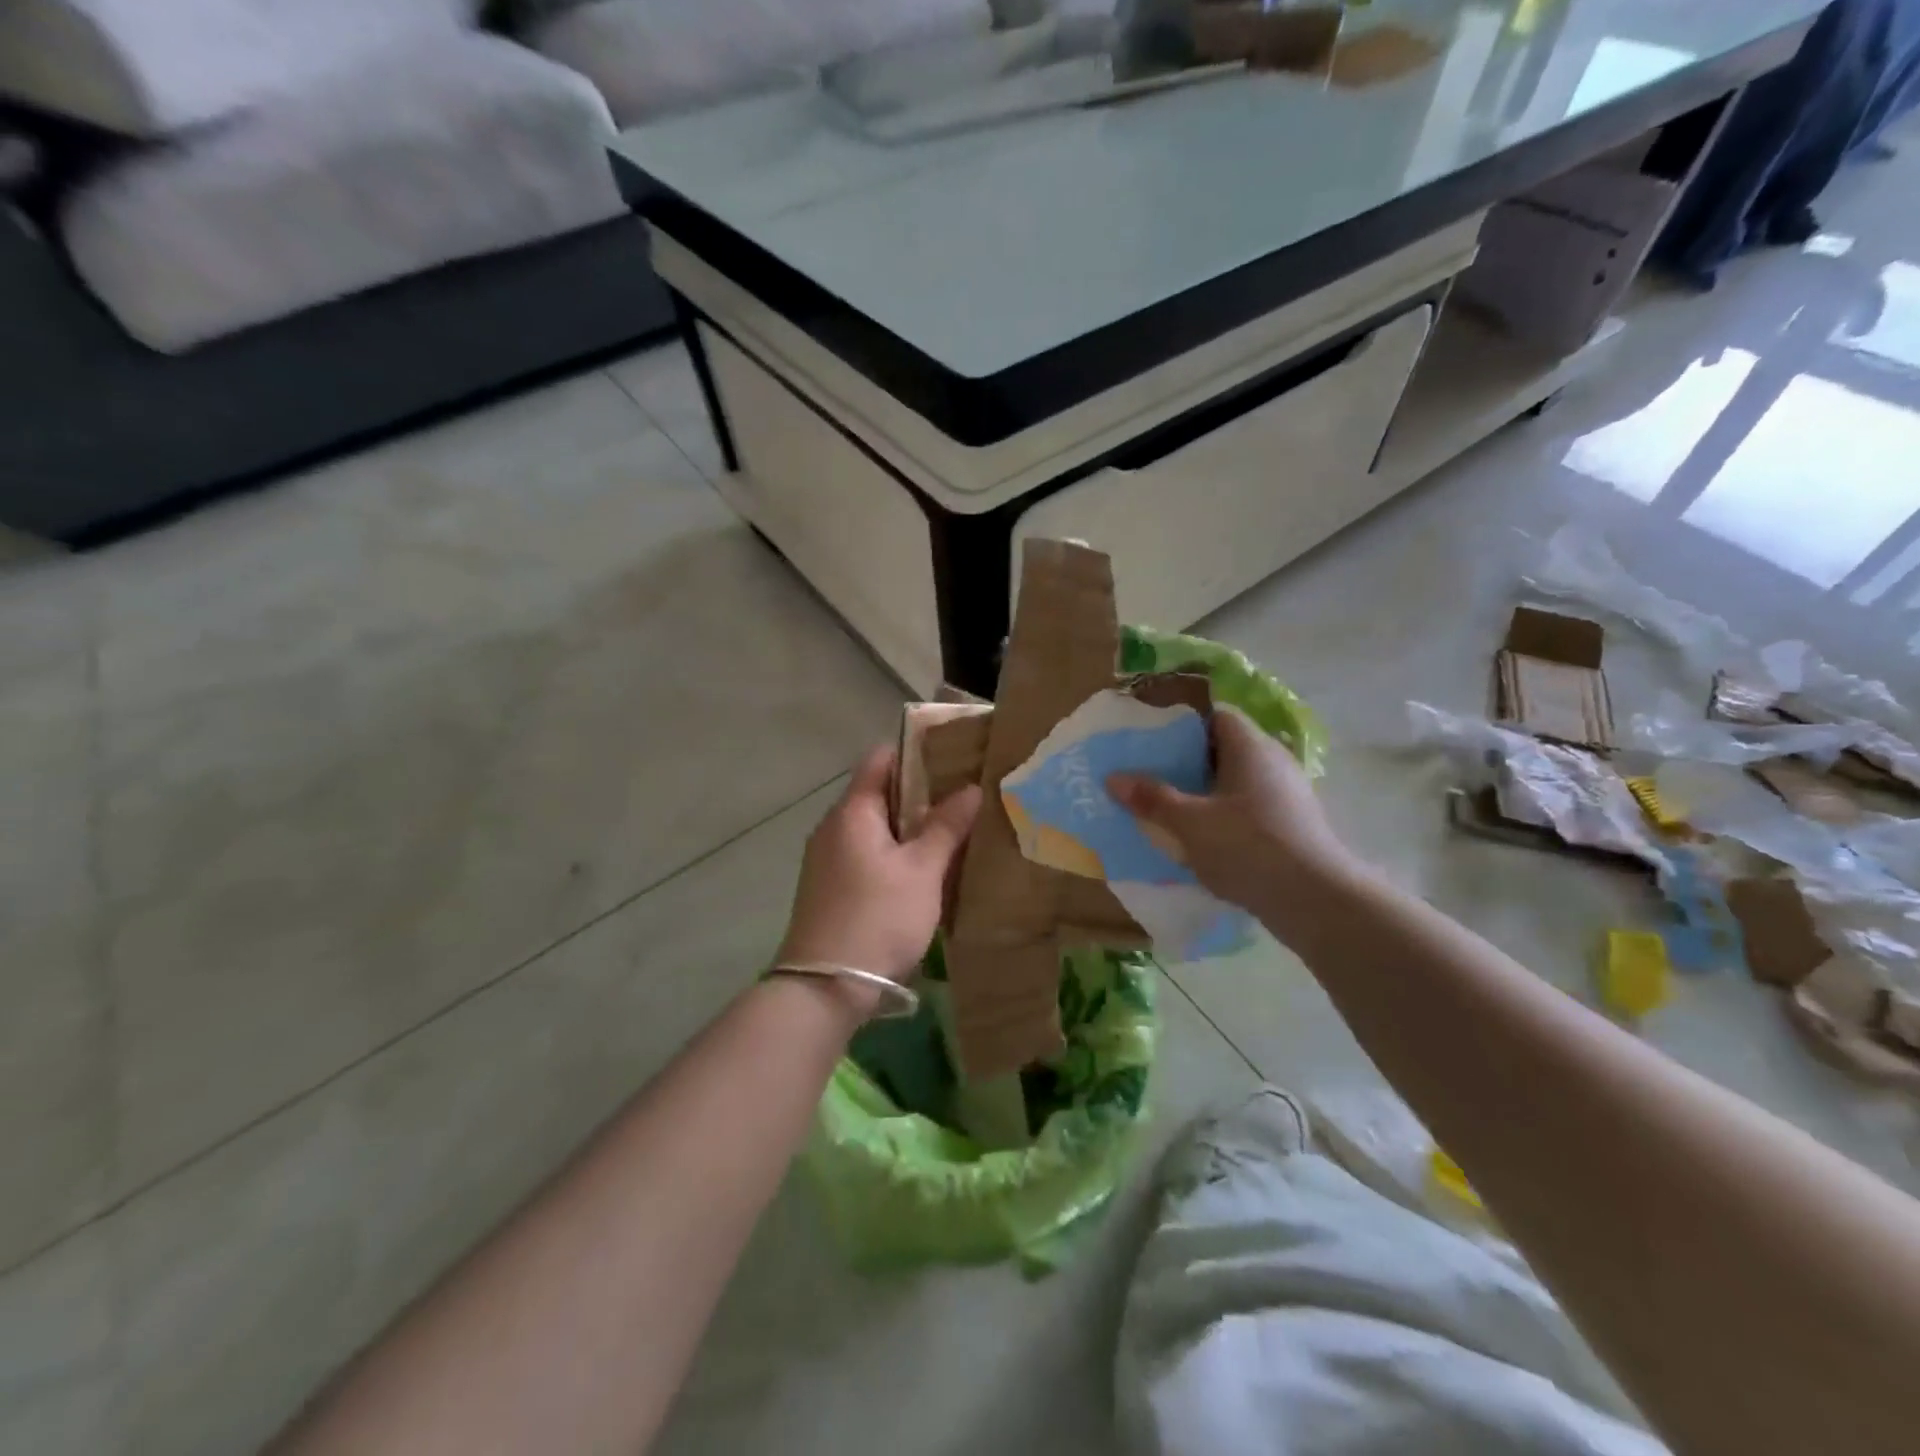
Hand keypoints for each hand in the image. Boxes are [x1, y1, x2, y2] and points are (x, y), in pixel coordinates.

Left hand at [776, 745, 981, 997]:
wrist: (825, 987)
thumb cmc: (878, 917)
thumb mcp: (922, 871)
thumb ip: (946, 827)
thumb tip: (970, 789)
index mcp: (852, 811)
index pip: (881, 758)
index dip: (917, 752)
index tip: (954, 757)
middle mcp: (833, 826)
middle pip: (878, 792)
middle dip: (920, 793)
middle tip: (964, 797)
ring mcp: (827, 858)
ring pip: (874, 827)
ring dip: (909, 826)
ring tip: (952, 831)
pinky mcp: (829, 886)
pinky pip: (866, 853)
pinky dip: (894, 852)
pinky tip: (923, 870)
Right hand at [1108, 706, 1360, 933]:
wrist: (1317, 902)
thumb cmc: (1248, 847)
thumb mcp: (1189, 823)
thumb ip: (1152, 798)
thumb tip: (1113, 777)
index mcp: (1251, 747)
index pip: (1216, 717)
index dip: (1183, 725)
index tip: (1151, 741)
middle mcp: (1274, 762)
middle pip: (1225, 750)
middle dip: (1188, 763)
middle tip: (1151, 776)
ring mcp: (1288, 796)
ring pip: (1237, 783)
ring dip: (1205, 793)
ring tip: (1169, 810)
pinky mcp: (1293, 827)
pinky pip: (1250, 810)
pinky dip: (1225, 818)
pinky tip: (1202, 840)